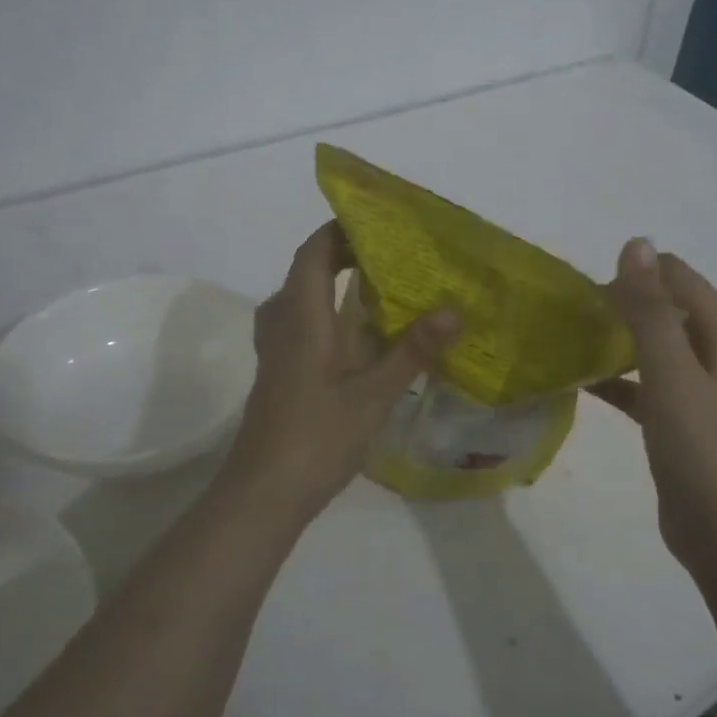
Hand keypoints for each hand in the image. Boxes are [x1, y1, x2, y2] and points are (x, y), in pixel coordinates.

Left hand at [223, 222, 457, 526]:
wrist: (263, 495)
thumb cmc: (316, 438)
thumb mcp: (373, 395)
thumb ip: (412, 352)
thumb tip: (453, 310)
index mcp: (301, 319)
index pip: (313, 253)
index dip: (339, 230)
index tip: (377, 221)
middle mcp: (284, 326)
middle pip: (307, 273)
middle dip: (344, 256)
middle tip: (390, 254)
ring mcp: (279, 353)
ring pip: (304, 303)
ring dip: (336, 288)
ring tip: (381, 287)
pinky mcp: (282, 377)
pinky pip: (306, 329)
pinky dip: (332, 319)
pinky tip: (363, 338)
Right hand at [590, 239, 716, 569]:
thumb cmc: (703, 448)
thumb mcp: (672, 373)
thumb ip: (651, 310)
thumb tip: (635, 244)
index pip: (678, 277)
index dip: (635, 275)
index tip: (587, 291)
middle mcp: (715, 355)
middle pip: (665, 310)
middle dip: (622, 305)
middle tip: (572, 315)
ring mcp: (699, 392)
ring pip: (653, 349)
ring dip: (617, 341)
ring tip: (570, 340)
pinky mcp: (680, 424)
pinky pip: (644, 388)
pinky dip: (617, 381)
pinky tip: (582, 382)